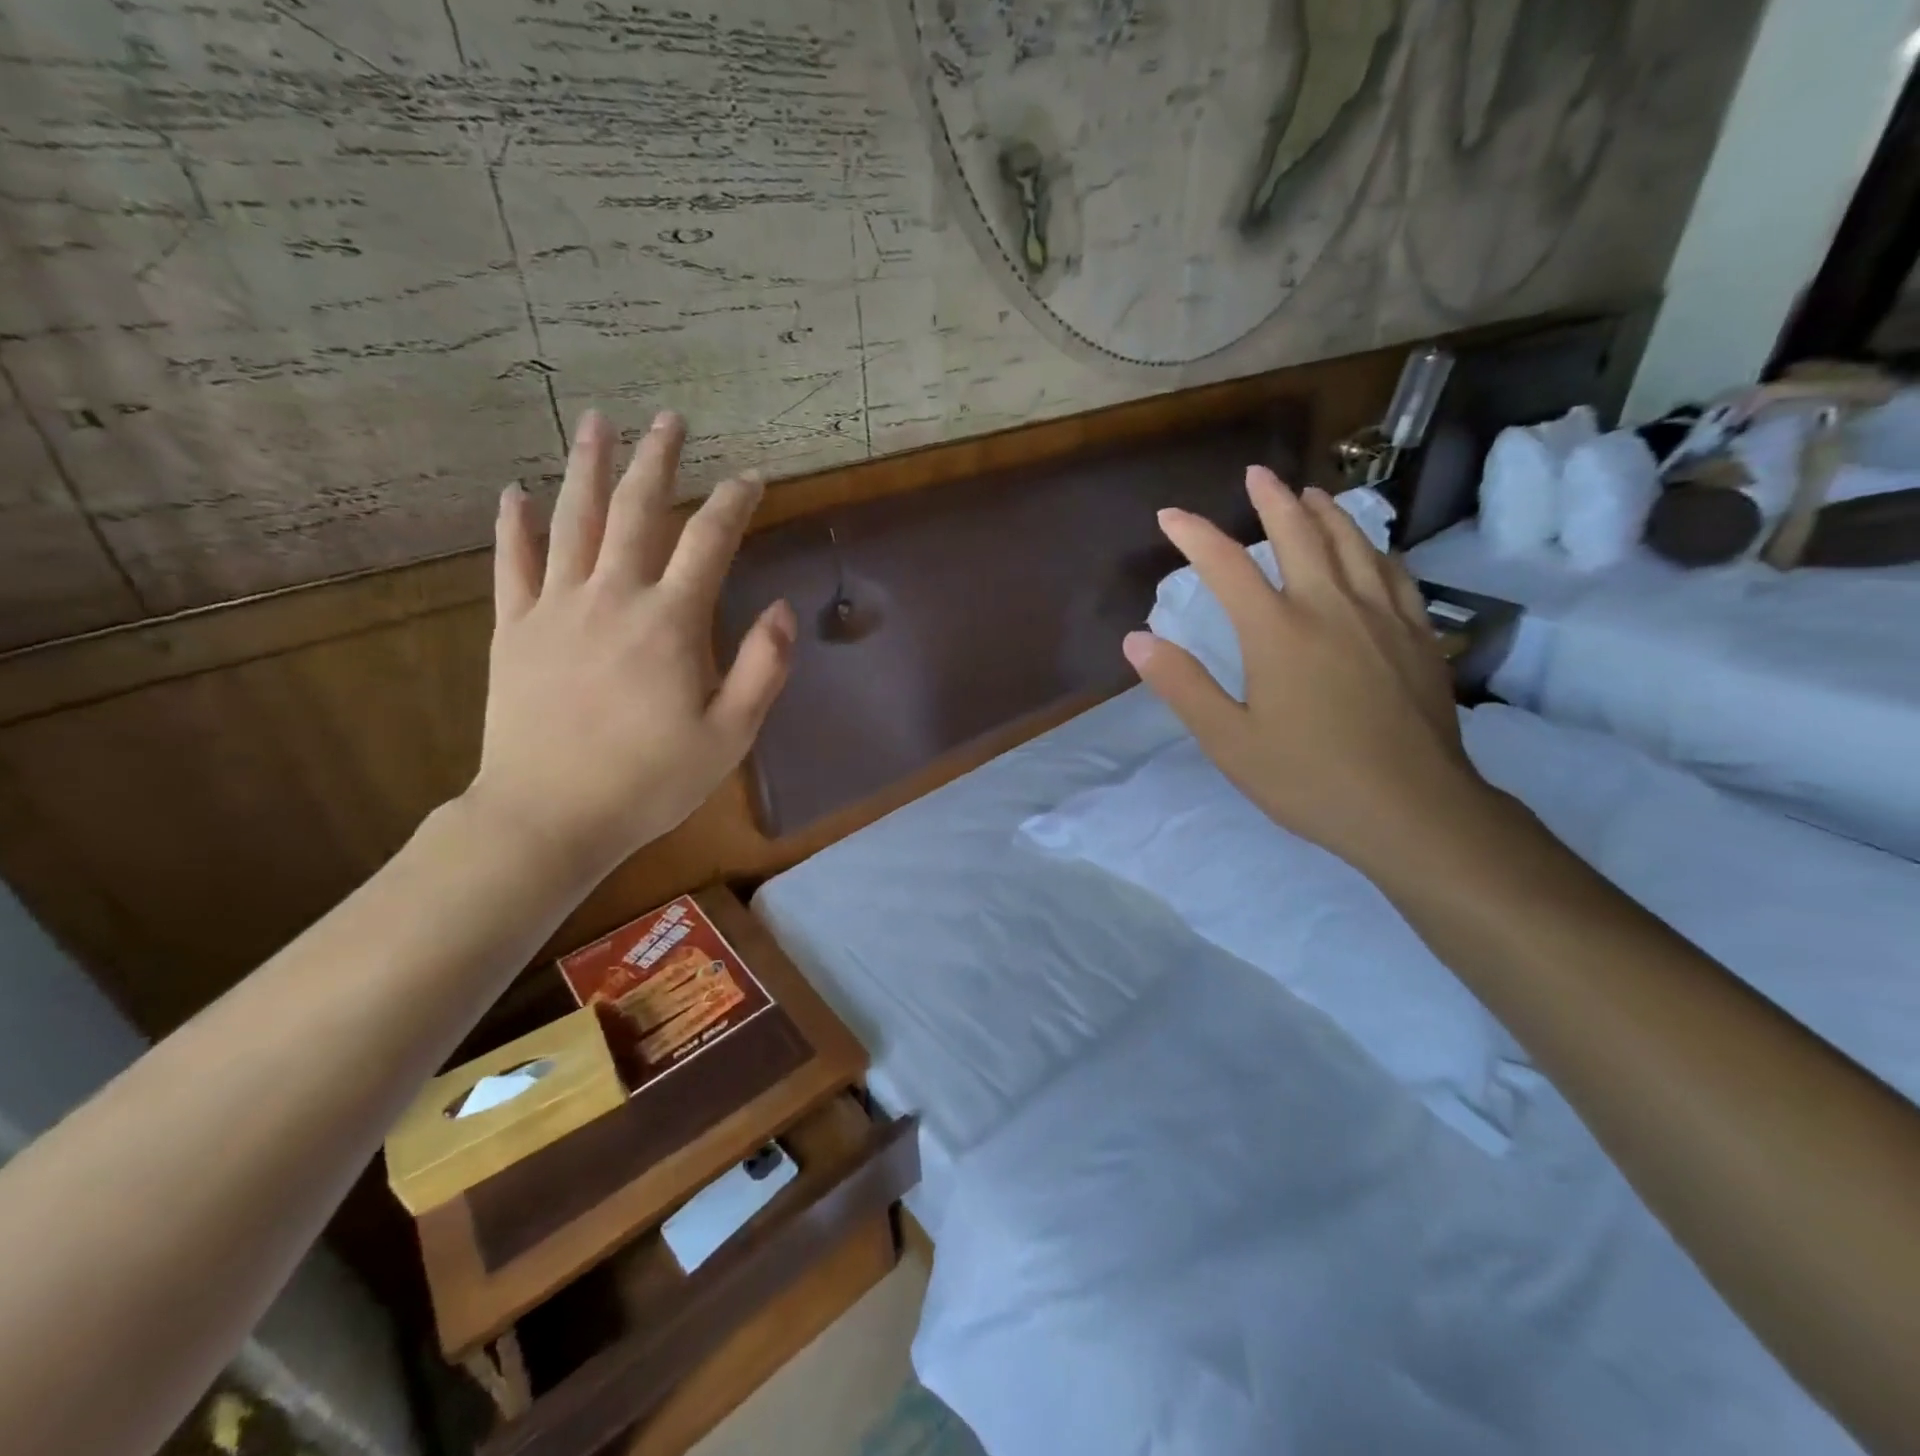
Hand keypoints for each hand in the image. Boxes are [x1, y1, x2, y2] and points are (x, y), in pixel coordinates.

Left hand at [466, 409, 794, 878]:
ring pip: (573, 521)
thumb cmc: (650, 781)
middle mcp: (613, 597)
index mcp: (670, 622)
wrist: (549, 816)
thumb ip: (761, 668)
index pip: (708, 542)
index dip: (733, 503)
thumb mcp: (730, 735)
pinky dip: (515, 525)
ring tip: (598, 423)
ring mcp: (556, 609)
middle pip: (638, 511)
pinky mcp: (515, 631)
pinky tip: (516, 492)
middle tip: (670, 420)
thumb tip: (783, 609)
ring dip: (588, 468)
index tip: (751, 479)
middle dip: (658, 461)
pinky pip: (513, 564)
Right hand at [1124, 467, 1489, 875]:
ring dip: (1326, 513)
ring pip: (1354, 544)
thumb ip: (1182, 686)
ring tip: (1310, 494)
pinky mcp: (1417, 636)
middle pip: (1299, 534)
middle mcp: (1331, 607)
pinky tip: (1371, 549)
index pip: (1227, 565)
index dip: (1194, 535)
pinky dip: (1374, 548)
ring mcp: (1382, 617)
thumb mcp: (1229, 741)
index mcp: (1278, 631)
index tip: (1170, 516)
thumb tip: (1137, 640)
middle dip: (1272, 500)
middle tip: (1256, 474)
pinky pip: (1395, 573)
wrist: (1413, 810)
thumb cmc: (1309, 778)